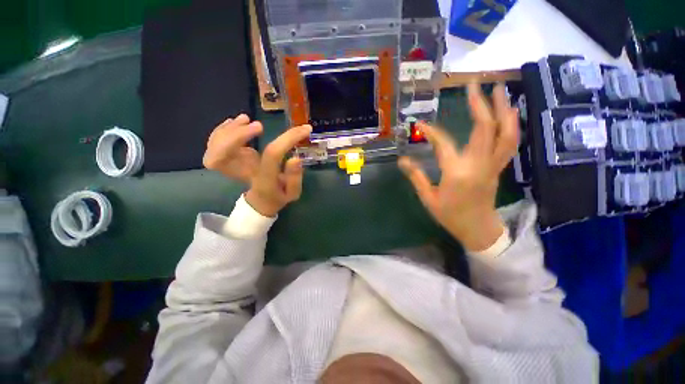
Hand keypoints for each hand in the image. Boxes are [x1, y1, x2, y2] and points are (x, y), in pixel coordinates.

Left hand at [203, 114, 311, 216]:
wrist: (260, 201)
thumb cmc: (278, 196)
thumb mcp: (292, 192)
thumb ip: (294, 178)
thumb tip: (295, 158)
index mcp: (263, 180)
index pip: (272, 156)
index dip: (288, 140)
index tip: (305, 130)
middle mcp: (242, 173)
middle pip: (223, 155)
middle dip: (238, 136)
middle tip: (259, 125)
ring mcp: (230, 166)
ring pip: (214, 147)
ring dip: (229, 130)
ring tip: (246, 119)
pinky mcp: (226, 159)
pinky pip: (213, 143)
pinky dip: (222, 129)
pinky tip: (235, 121)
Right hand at [398, 83, 518, 251]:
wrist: (477, 228)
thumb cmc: (450, 215)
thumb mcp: (428, 198)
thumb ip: (416, 176)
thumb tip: (402, 160)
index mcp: (457, 173)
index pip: (443, 144)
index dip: (431, 131)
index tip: (420, 123)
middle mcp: (478, 164)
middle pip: (485, 128)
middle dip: (480, 104)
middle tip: (475, 84)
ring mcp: (493, 164)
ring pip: (506, 132)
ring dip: (504, 108)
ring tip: (499, 89)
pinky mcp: (499, 166)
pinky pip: (510, 141)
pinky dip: (511, 124)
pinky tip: (508, 112)